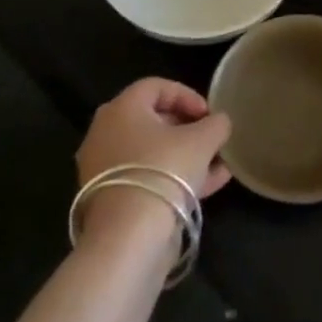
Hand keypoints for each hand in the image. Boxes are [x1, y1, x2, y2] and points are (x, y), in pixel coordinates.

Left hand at [75, 77, 232, 203]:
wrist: (130, 235)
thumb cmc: (165, 170)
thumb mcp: (203, 140)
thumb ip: (216, 124)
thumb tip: (219, 123)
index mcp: (121, 109)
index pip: (156, 86)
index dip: (188, 95)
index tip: (209, 114)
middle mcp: (104, 133)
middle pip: (152, 120)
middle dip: (187, 127)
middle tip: (211, 137)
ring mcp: (102, 168)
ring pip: (151, 152)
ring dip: (185, 155)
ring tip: (217, 165)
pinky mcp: (109, 198)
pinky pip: (146, 177)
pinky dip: (173, 177)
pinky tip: (208, 185)